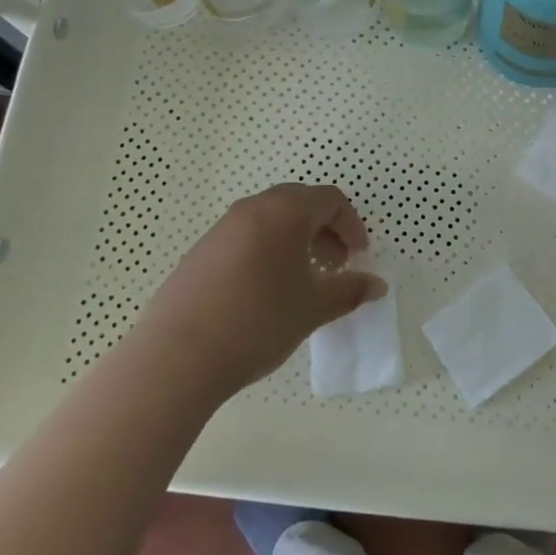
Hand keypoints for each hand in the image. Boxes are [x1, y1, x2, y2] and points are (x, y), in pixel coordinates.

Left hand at [133, 183, 383, 398]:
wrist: (179, 355)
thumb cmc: (259, 321)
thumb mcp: (313, 308)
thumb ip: (350, 291)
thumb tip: (376, 285)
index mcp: (284, 212)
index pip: (329, 199)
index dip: (351, 225)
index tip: (359, 257)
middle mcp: (251, 209)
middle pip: (299, 203)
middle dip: (324, 230)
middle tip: (336, 265)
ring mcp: (221, 228)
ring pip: (270, 220)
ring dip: (295, 241)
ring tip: (303, 281)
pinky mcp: (200, 252)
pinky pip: (245, 238)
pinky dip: (267, 251)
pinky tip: (265, 292)